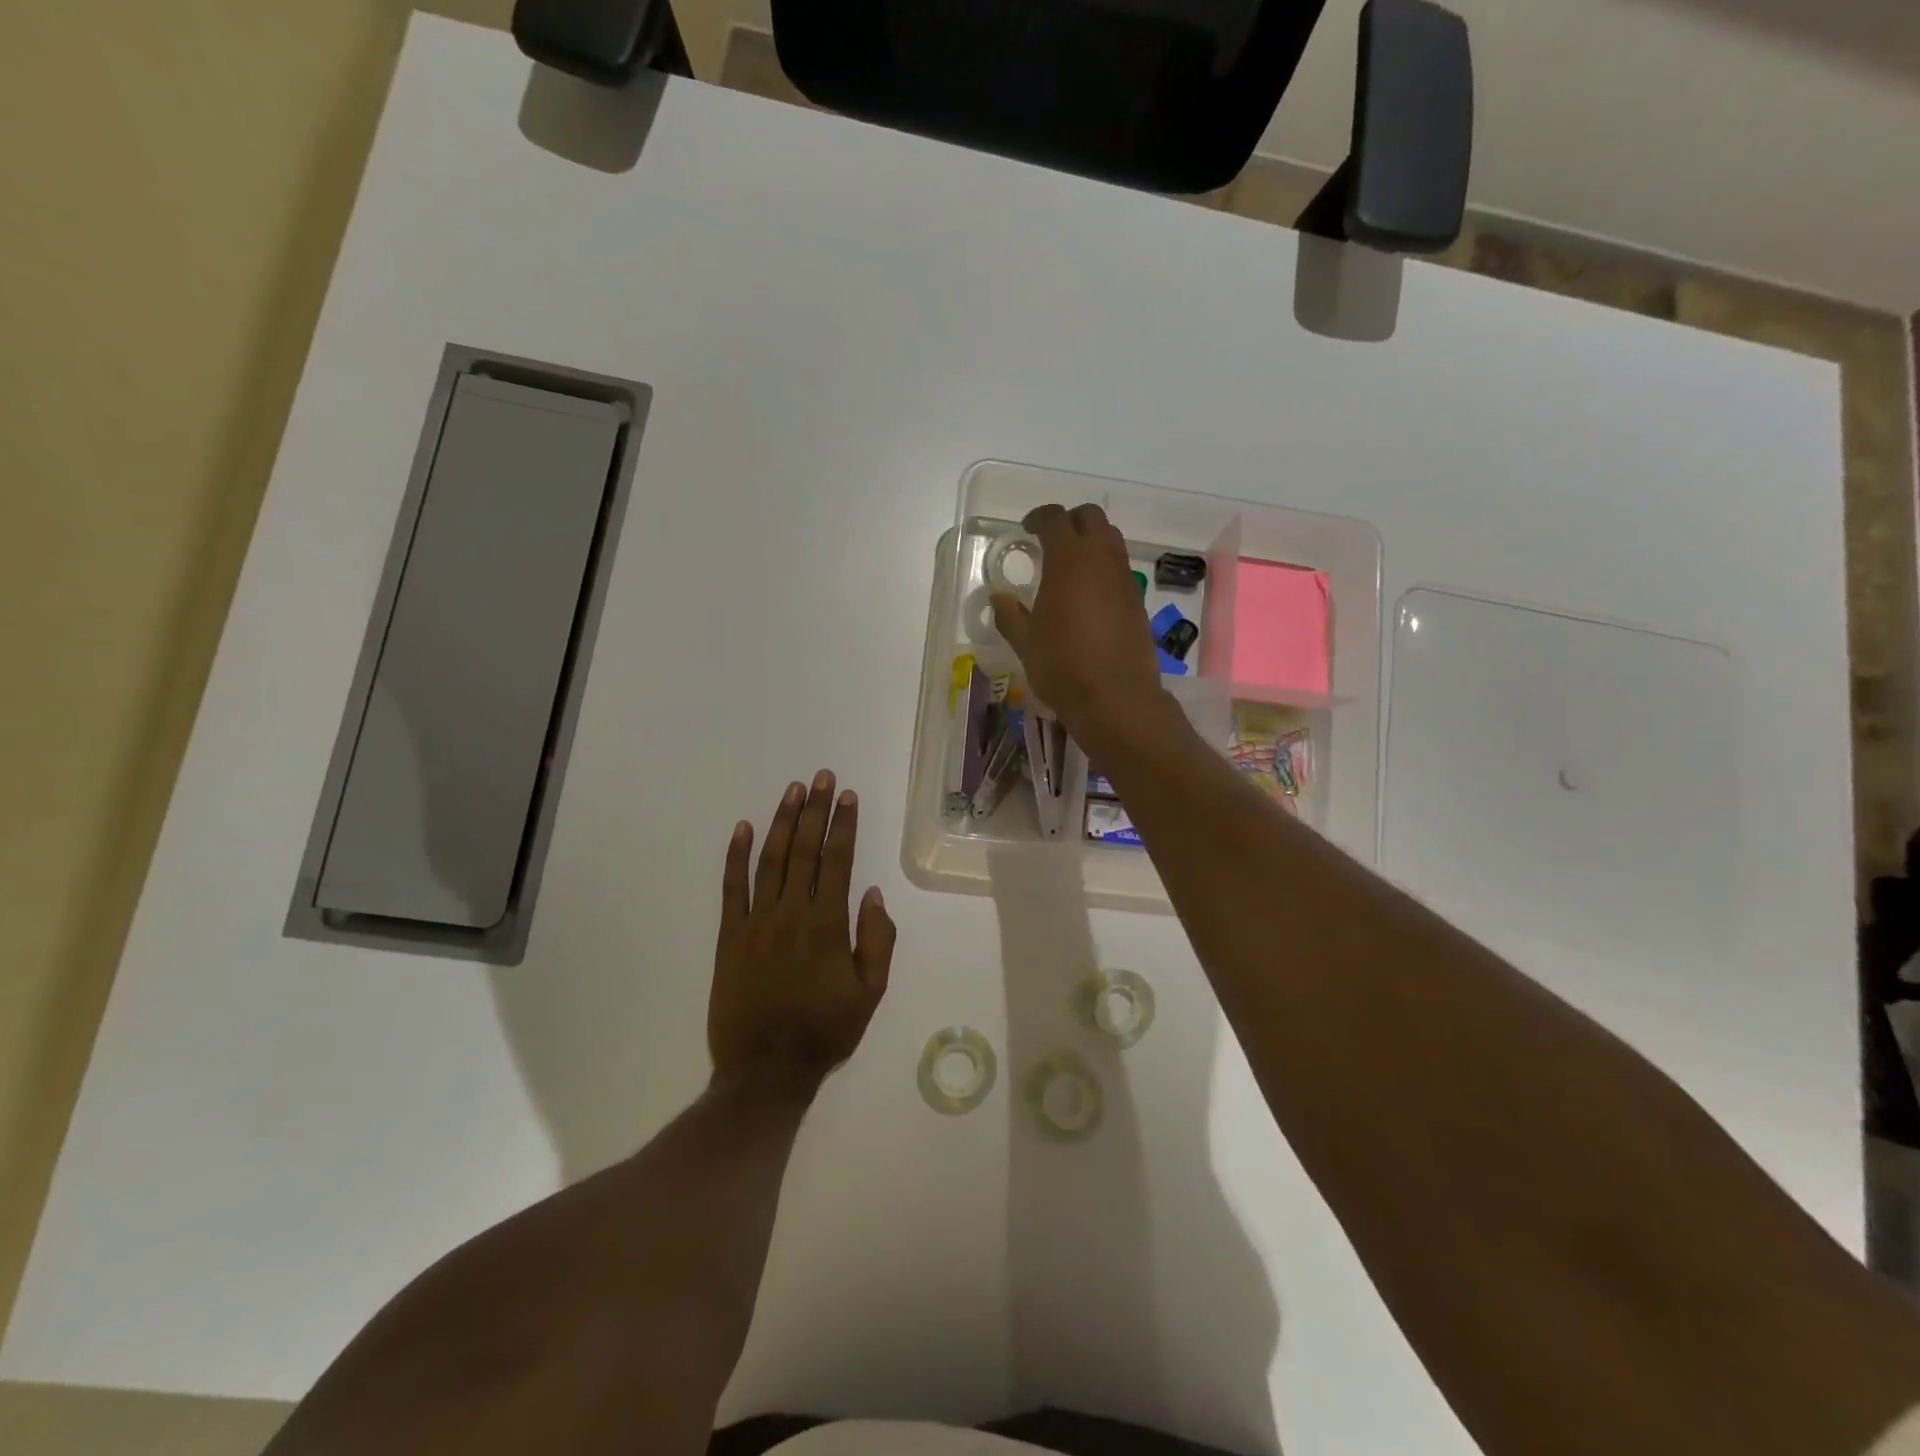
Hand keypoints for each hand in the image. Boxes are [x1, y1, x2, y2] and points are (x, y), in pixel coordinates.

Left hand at [709, 771, 895, 1094]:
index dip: (843, 825)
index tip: (848, 796)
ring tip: (793, 791)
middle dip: (815, 810)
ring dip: (782, 822)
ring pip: (770, 860)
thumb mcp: (870, 993)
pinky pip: (731, 889)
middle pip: (804, 850)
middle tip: (822, 777)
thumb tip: (873, 894)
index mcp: (828, 925)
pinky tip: (741, 828)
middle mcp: (791, 913)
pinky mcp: (729, 936)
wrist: (765, 1069)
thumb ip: (877, 940)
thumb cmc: (825, 1031)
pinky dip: (735, 856)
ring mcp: (756, 922)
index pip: (838, 861)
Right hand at [990, 503, 1166, 743]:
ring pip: (1112, 540)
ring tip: (1071, 567)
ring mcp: (1125, 579)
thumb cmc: (1062, 666)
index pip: (1055, 519)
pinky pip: (1120, 569)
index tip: (1027, 529)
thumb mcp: (1025, 642)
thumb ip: (1010, 615)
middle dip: (1071, 521)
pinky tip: (1090, 595)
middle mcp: (1102, 560)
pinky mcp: (1138, 601)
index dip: (1039, 518)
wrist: (1116, 698)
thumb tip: (999, 598)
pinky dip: (1105, 568)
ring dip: (1092, 542)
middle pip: (1091, 518)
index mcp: (1069, 560)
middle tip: (1051, 540)